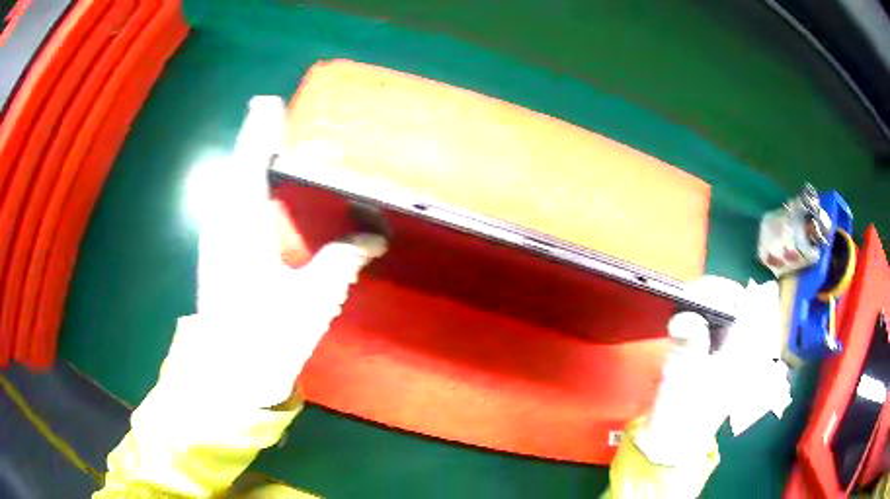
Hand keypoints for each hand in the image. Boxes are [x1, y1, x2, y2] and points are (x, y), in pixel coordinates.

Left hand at [165, 97, 385, 408]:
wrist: (229, 375)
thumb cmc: (266, 337)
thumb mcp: (312, 298)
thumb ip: (343, 259)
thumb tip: (375, 236)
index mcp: (241, 224)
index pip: (251, 160)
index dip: (261, 130)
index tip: (271, 102)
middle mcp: (224, 221)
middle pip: (242, 166)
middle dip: (264, 142)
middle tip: (288, 125)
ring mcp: (218, 236)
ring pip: (236, 184)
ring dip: (258, 163)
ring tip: (283, 150)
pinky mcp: (219, 250)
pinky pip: (235, 203)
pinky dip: (252, 187)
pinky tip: (270, 192)